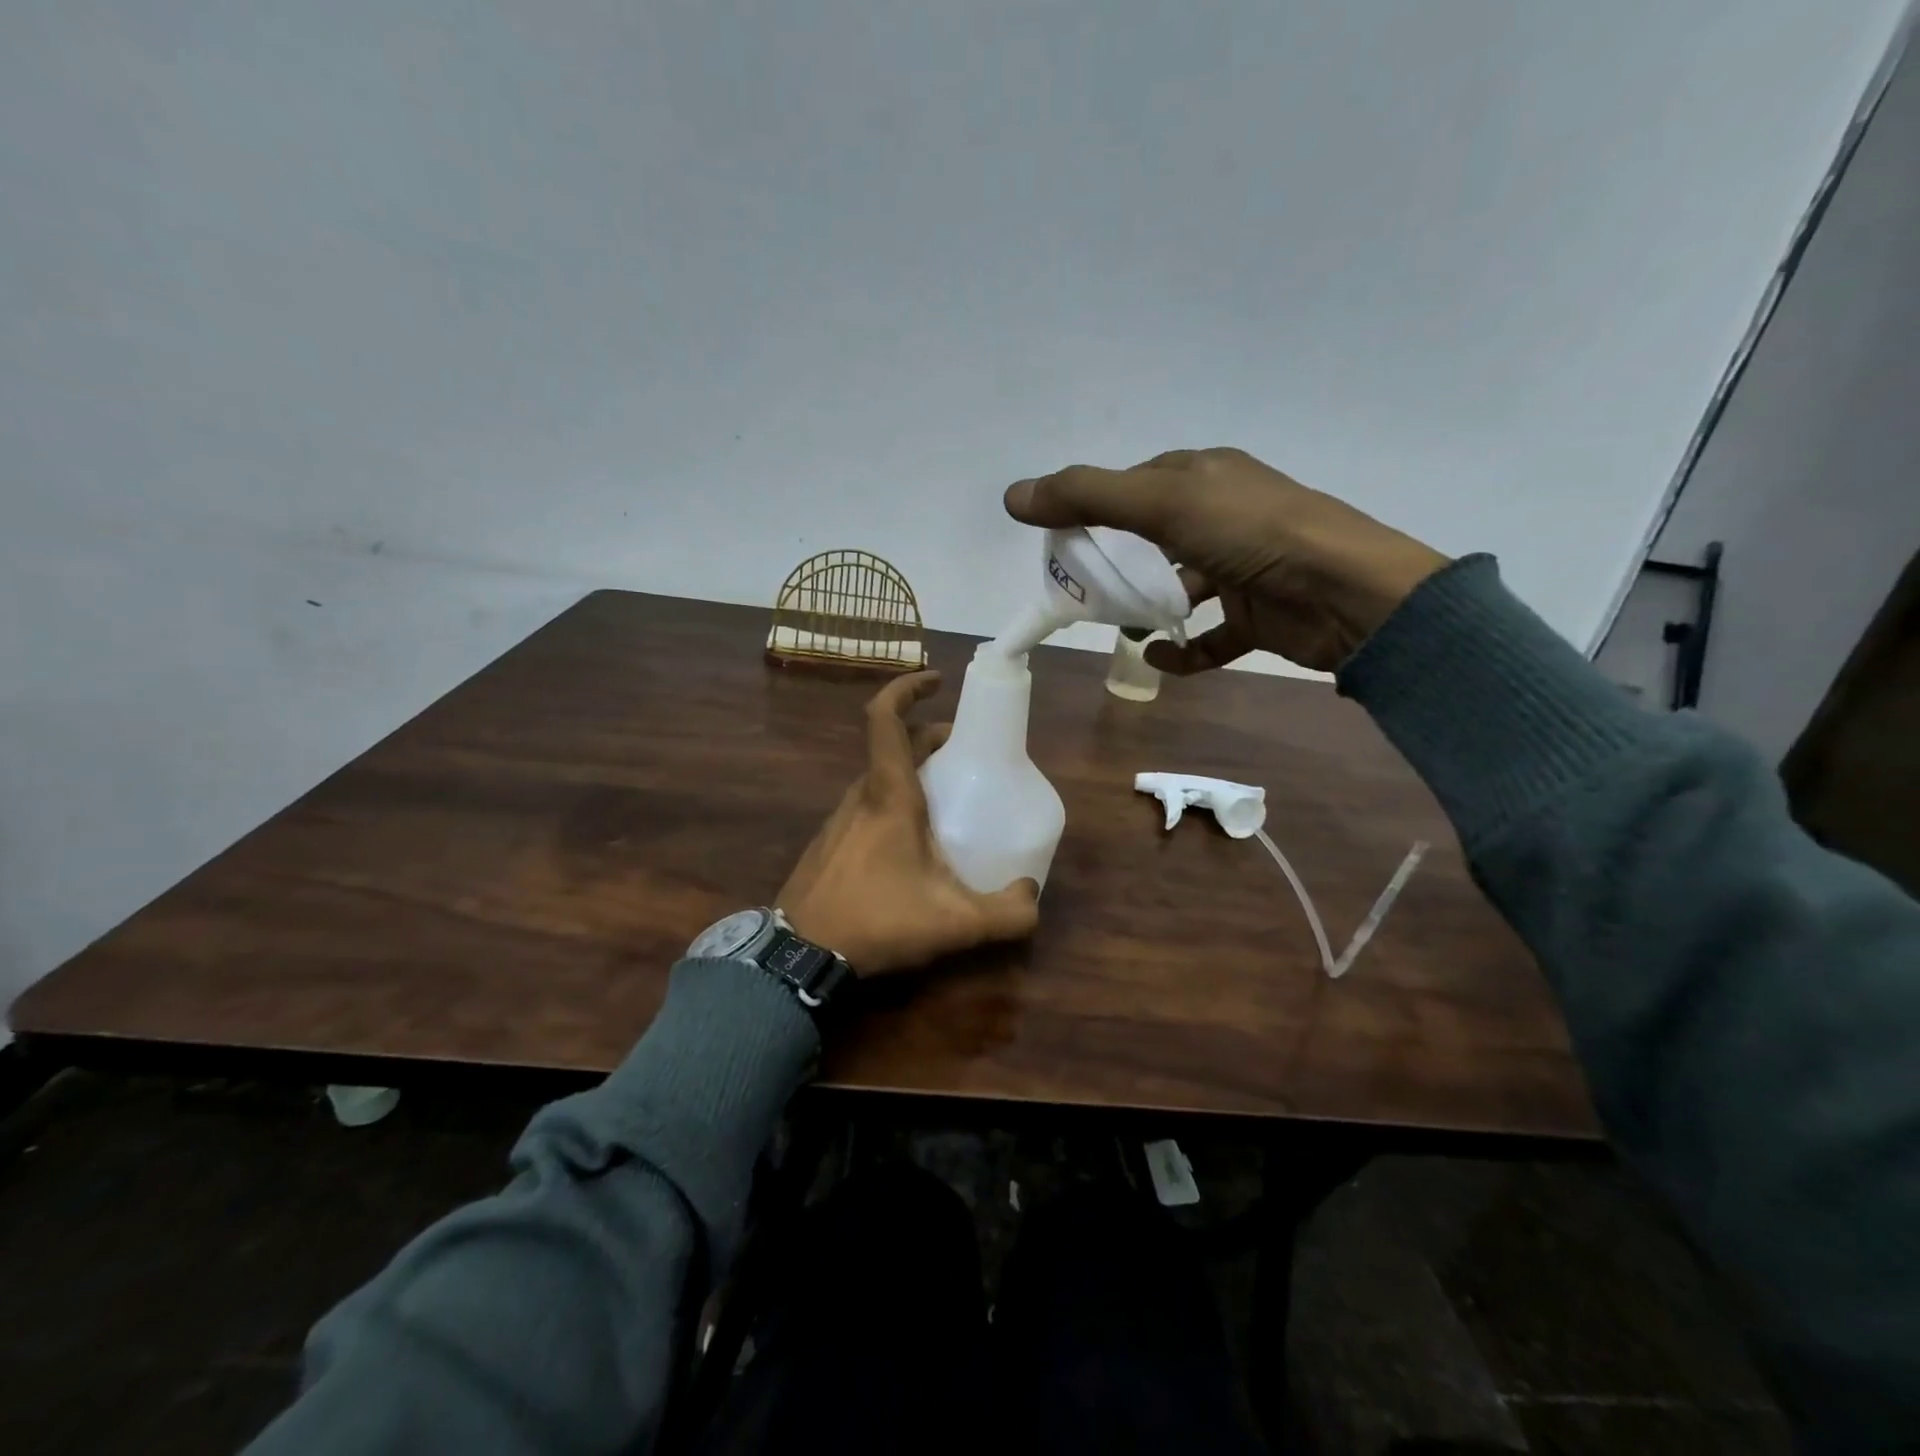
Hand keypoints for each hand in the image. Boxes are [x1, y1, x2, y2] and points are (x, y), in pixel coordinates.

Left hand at [778, 671, 1040, 975]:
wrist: (798, 955)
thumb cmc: (876, 920)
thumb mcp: (953, 923)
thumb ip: (1005, 913)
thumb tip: (1032, 897)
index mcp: (889, 794)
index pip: (886, 718)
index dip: (908, 688)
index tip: (938, 681)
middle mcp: (861, 796)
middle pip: (895, 747)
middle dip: (932, 740)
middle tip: (967, 756)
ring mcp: (839, 820)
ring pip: (881, 779)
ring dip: (914, 774)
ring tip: (948, 802)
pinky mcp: (829, 844)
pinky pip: (867, 807)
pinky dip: (895, 804)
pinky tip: (913, 846)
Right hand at [1005, 448, 1447, 673]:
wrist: (1347, 594)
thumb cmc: (1252, 534)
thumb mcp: (1163, 503)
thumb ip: (1087, 497)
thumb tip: (1013, 495)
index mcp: (1203, 477)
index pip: (1135, 485)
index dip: (1094, 509)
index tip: (1060, 543)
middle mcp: (1224, 516)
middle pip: (1154, 537)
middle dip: (1117, 563)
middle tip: (1080, 591)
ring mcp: (1244, 567)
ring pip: (1182, 586)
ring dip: (1149, 607)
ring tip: (1116, 628)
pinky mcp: (1259, 616)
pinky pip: (1211, 636)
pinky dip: (1184, 651)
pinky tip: (1159, 660)